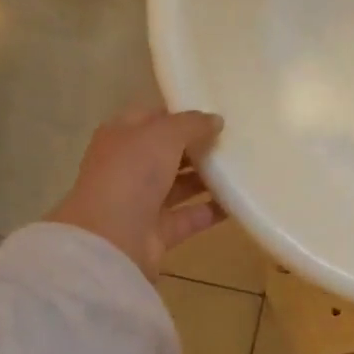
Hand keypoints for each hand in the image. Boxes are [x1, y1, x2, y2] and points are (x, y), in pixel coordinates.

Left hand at [47, 108, 224, 278]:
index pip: (152, 118)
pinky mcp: (159, 231)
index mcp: (121, 137)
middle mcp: (129, 167)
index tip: (214, 114)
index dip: (181, 114)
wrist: (112, 239)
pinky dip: (213, 210)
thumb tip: (216, 121)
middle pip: (168, 152)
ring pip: (180, 184)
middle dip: (198, 146)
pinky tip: (238, 199)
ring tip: (242, 167)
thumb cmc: (132, 173)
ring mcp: (143, 201)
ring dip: (208, 177)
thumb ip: (192, 124)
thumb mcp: (164, 134)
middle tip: (234, 139)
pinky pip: (192, 215)